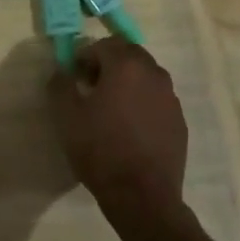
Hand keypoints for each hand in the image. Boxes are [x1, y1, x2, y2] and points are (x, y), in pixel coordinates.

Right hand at [49, 38, 188, 235]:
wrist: (142, 196)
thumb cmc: (100, 149)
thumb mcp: (66, 116)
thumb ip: (61, 84)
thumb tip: (63, 71)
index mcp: (126, 66)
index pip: (103, 45)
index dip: (85, 56)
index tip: (74, 76)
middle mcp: (154, 74)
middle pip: (129, 55)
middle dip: (109, 63)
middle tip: (91, 87)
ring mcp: (171, 98)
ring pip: (146, 76)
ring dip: (127, 82)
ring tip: (111, 108)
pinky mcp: (179, 121)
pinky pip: (157, 100)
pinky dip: (142, 102)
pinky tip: (130, 128)